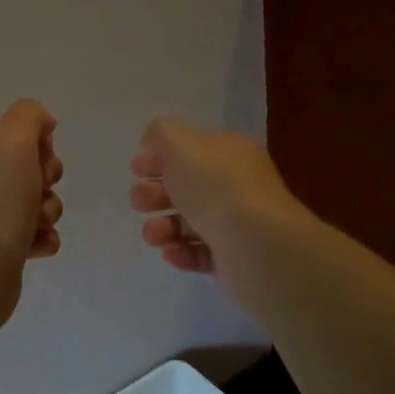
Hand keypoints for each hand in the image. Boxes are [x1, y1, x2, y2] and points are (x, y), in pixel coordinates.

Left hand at [0, 100, 64, 289]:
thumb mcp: (12, 141)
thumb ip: (29, 116)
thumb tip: (43, 123)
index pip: (20, 133)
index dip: (40, 145)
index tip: (39, 159)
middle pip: (33, 167)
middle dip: (48, 179)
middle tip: (39, 191)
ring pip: (38, 201)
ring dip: (49, 211)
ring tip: (37, 225)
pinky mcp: (1, 248)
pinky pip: (36, 234)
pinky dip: (44, 238)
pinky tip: (37, 246)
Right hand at [129, 118, 292, 274]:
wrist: (258, 245)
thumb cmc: (216, 187)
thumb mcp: (180, 143)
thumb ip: (161, 135)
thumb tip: (154, 148)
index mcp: (229, 153)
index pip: (191, 150)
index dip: (160, 157)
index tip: (137, 169)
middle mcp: (236, 185)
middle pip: (186, 187)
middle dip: (155, 193)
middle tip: (140, 202)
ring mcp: (237, 223)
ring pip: (189, 222)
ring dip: (163, 226)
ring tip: (154, 235)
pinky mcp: (234, 258)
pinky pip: (200, 252)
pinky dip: (181, 251)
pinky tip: (171, 251)